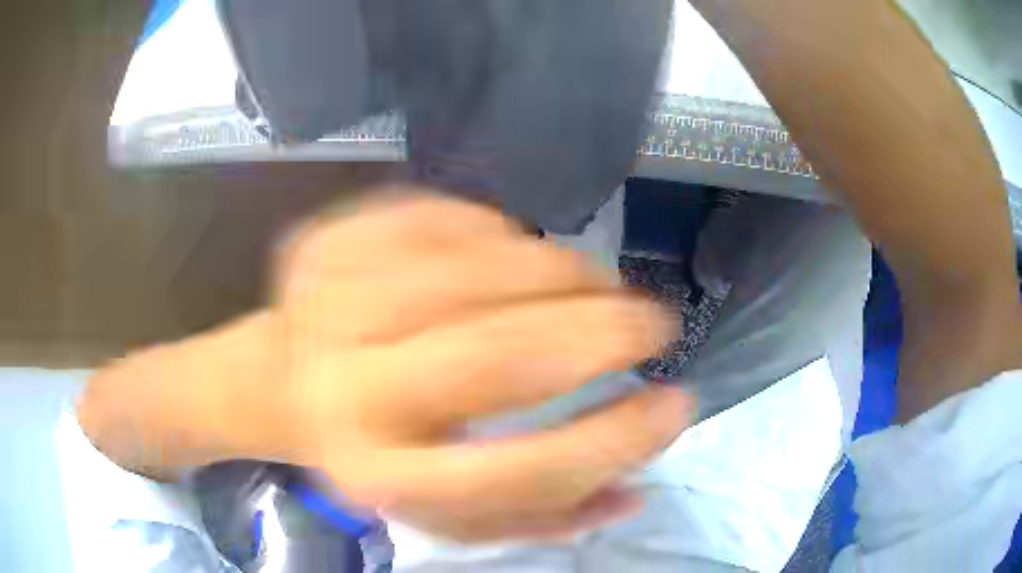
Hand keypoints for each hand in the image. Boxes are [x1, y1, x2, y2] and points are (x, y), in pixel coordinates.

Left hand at [80, 190, 692, 541]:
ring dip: (563, 271)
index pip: (523, 472)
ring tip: (598, 283)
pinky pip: (440, 217)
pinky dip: (500, 231)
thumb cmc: (373, 453)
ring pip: (479, 270)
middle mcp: (355, 393)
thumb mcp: (448, 512)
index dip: (617, 440)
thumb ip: (542, 515)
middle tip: (653, 321)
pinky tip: (518, 252)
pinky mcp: (329, 242)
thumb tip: (635, 489)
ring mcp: (332, 305)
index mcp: (385, 476)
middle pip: (501, 357)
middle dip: (603, 332)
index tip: (678, 405)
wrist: (279, 381)